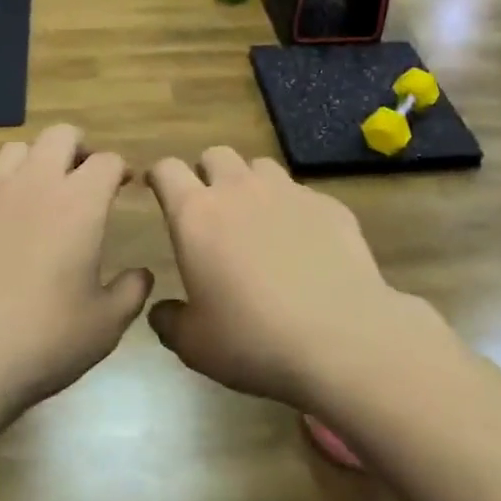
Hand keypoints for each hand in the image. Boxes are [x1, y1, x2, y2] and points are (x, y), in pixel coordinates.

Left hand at [0, 125, 151, 426]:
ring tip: (40, 198)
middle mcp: (33, 185)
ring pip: (16, 152)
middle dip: (78, 149)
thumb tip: (141, 274)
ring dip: (35, 164)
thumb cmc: (42, 341)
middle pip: (59, 135)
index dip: (119, 169)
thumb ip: (131, 292)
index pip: (106, 160)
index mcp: (78, 203)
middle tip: (83, 181)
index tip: (123, 186)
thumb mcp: (105, 326)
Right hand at [145, 147, 433, 409]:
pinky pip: (302, 193)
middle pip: (215, 155)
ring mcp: (288, 191)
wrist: (342, 338)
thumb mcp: (196, 345)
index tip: (158, 189)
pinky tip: (305, 243)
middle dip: (208, 173)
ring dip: (251, 184)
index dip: (159, 176)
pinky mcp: (327, 204)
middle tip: (212, 207)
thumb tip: (162, 311)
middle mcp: (239, 190)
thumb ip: (170, 321)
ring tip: (258, 219)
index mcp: (196, 215)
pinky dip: (294, 209)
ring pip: (260, 166)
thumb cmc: (255, 340)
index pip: (167, 170)